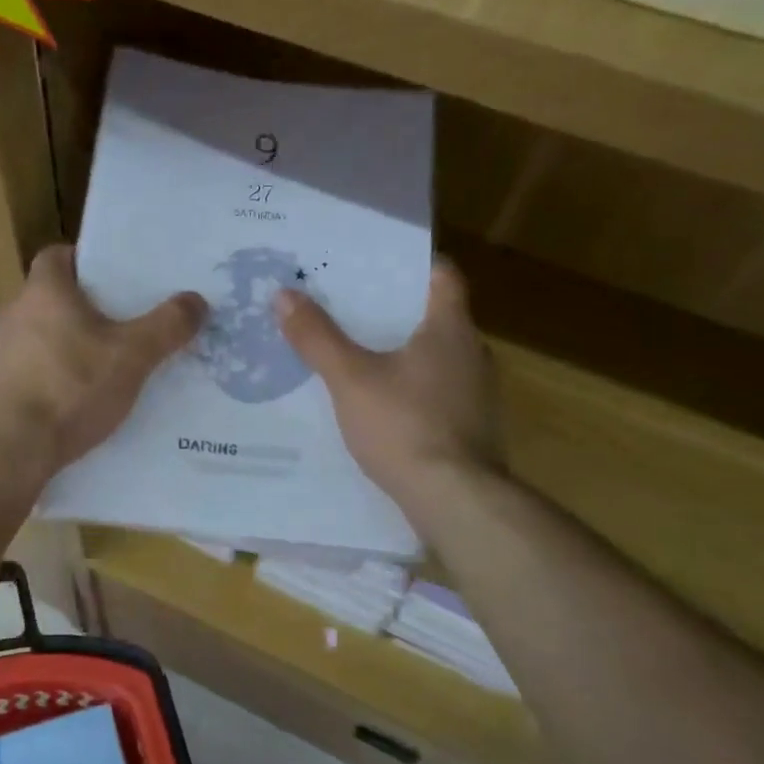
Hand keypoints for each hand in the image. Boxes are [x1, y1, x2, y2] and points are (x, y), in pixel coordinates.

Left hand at [0, 246, 206, 481]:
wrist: (11, 450)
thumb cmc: (71, 389)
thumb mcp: (132, 357)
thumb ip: (167, 326)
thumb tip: (197, 300)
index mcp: (44, 291)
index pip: (58, 256)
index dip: (86, 261)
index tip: (114, 278)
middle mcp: (13, 313)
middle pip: (52, 297)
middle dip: (84, 308)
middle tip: (122, 325)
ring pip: (40, 336)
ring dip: (67, 345)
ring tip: (103, 367)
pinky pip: (29, 371)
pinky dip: (51, 378)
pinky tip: (75, 402)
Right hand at [276, 257, 500, 512]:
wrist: (454, 499)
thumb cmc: (404, 426)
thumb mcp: (350, 379)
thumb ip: (318, 338)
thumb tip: (284, 295)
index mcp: (451, 328)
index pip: (442, 274)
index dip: (410, 263)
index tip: (373, 264)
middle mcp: (474, 353)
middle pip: (436, 315)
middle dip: (395, 309)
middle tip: (350, 307)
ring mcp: (479, 393)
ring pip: (438, 356)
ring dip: (404, 352)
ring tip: (359, 353)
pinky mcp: (474, 427)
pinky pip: (439, 392)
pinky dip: (413, 388)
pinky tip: (382, 404)